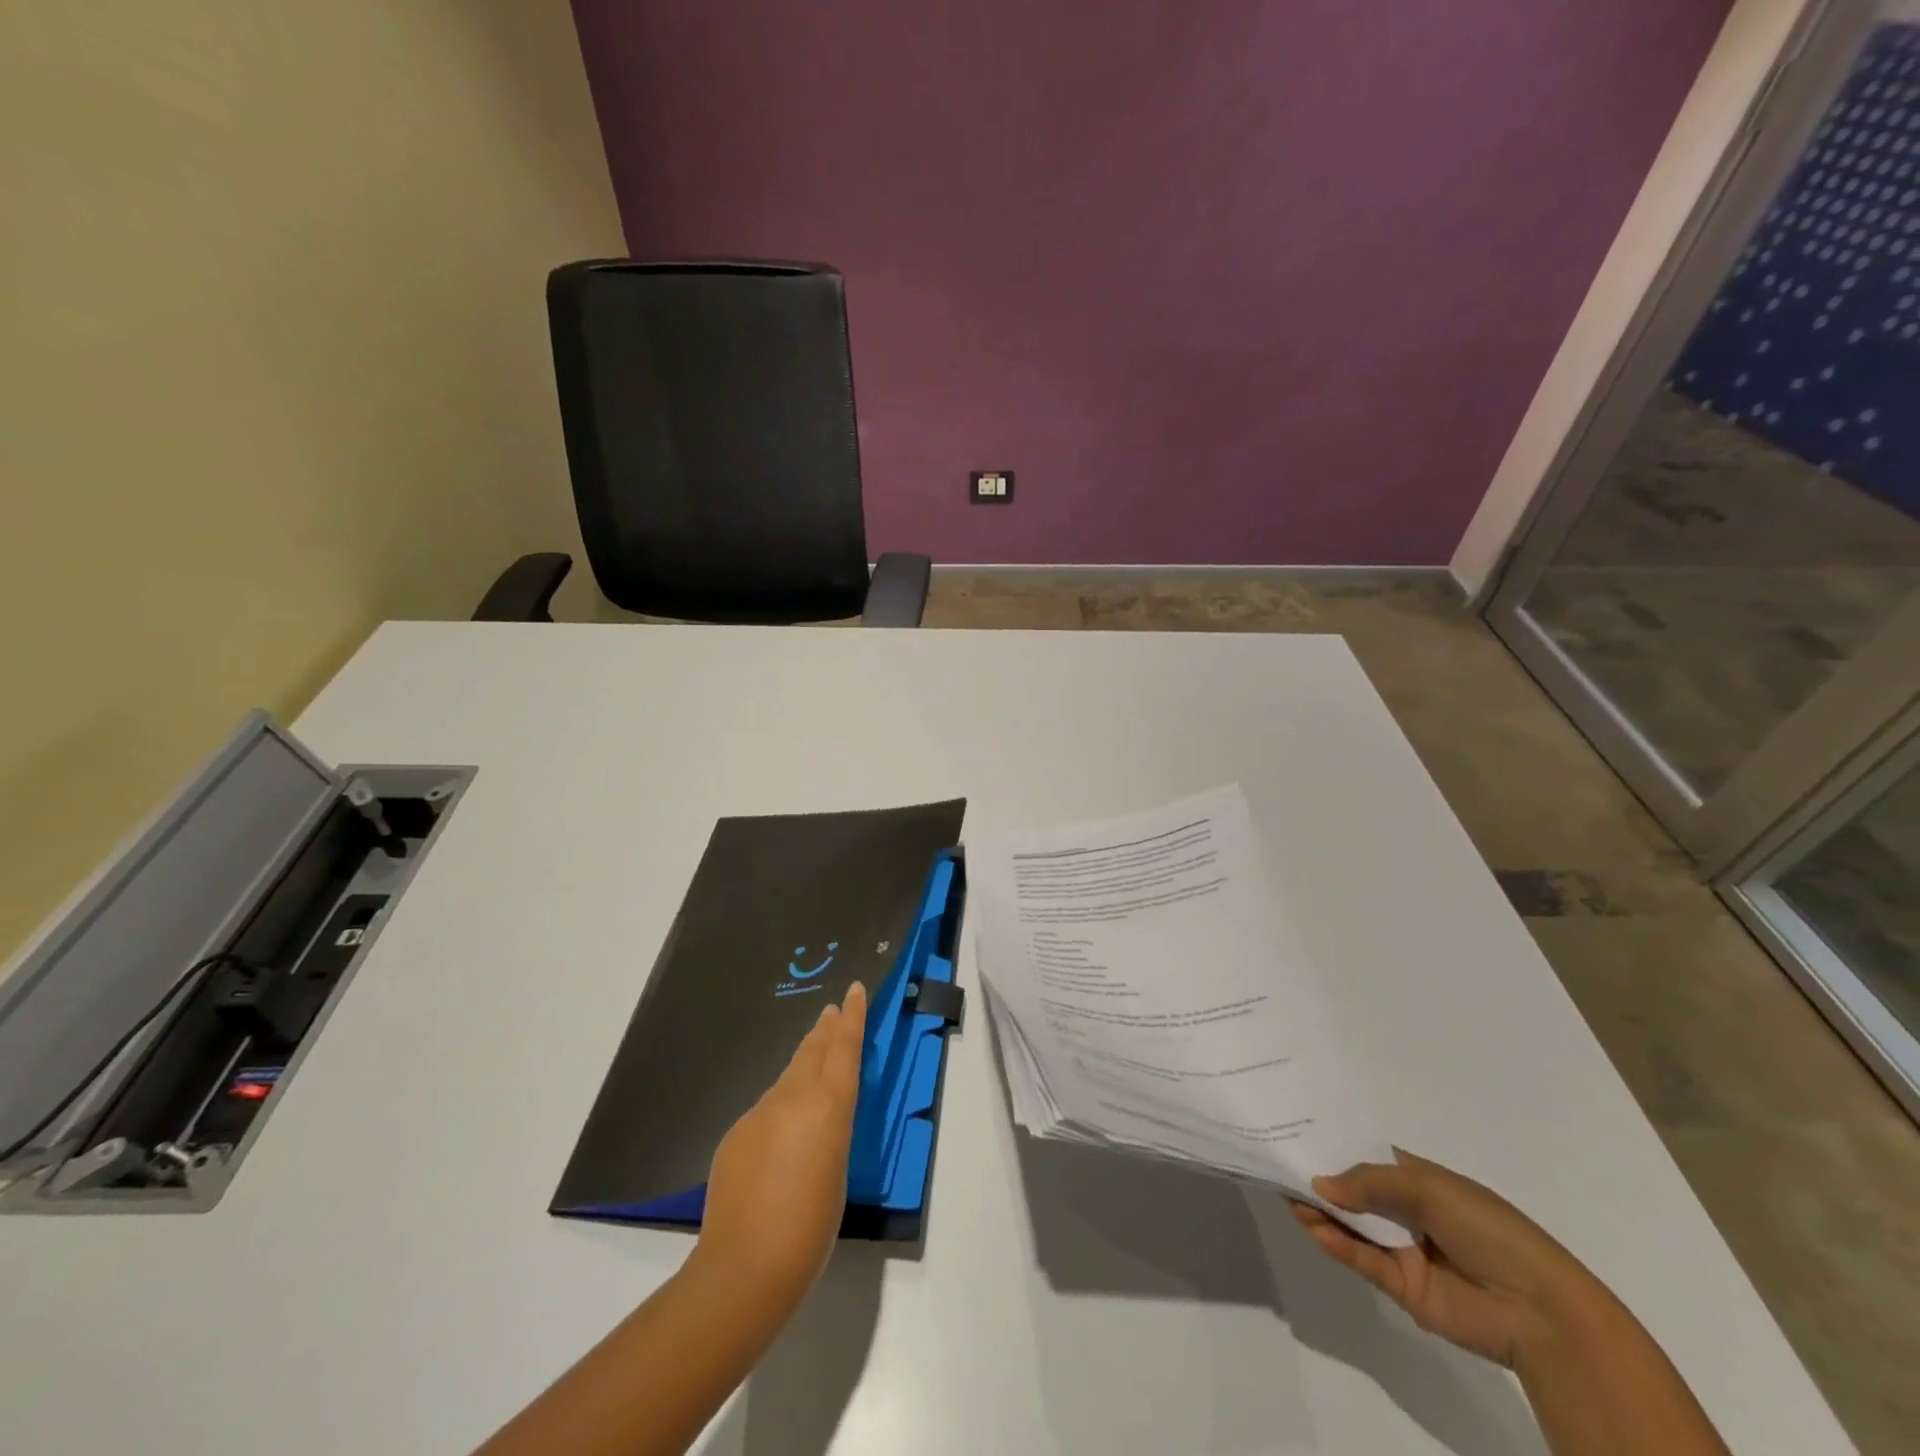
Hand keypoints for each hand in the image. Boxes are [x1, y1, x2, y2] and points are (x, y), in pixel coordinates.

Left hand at [693, 982, 867, 1314]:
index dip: (851, 1016)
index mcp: (828, 1105)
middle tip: (832, 1011)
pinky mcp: (736, 1133)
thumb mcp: (838, 1169)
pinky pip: (765, 1108)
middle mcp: (792, 1097)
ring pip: (787, 1077)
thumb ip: (829, 1130)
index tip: (853, 989)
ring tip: (813, 1055)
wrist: (744, 1267)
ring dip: (802, 1063)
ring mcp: (759, 1113)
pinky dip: (780, 1105)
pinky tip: (780, 1130)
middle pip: (812, 1051)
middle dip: (825, 1029)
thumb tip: (815, 1118)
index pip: (843, 1047)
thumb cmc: (810, 1227)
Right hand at [1290, 1150, 1602, 1368]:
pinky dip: (1336, 1244)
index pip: (1366, 1156)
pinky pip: (1361, 1260)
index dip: (1332, 1145)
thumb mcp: (1427, 1188)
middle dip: (1318, 1178)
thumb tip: (1318, 1182)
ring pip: (1350, 1225)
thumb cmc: (1487, 1227)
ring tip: (1286, 1193)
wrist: (1538, 1309)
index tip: (1293, 1131)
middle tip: (1276, 1161)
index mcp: (1417, 1179)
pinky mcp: (1401, 1286)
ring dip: (1320, 1210)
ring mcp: (1402, 1248)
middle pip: (1352, 1190)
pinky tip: (1313, 1226)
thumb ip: (1369, 1182)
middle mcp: (1405, 1210)